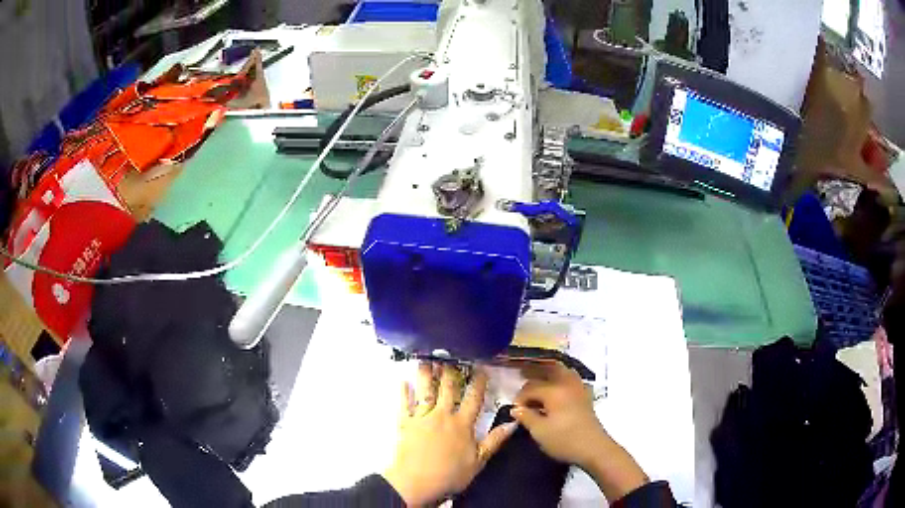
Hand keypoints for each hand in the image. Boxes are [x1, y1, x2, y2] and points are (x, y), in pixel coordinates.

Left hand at [383, 363, 516, 505]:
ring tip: (427, 359)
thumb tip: (513, 423)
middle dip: (451, 371)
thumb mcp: (478, 461)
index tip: (481, 367)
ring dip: (426, 375)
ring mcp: (422, 418)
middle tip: (451, 355)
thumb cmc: (450, 475)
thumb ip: (494, 441)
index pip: (473, 399)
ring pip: (425, 391)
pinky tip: (403, 381)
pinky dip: (403, 392)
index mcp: (462, 424)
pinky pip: (404, 404)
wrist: (416, 482)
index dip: (478, 382)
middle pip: (448, 389)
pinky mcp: (405, 423)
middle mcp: (442, 416)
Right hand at [511, 362, 647, 500]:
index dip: (519, 398)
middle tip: (522, 378)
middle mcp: (567, 384)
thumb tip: (516, 408)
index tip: (515, 411)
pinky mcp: (586, 397)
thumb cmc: (564, 440)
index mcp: (554, 391)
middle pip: (549, 370)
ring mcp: (579, 389)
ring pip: (563, 372)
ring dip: (550, 373)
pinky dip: (562, 378)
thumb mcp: (540, 431)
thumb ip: (526, 417)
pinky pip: (572, 379)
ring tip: (539, 380)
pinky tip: (557, 389)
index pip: (531, 388)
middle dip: (535, 373)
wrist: (594, 448)